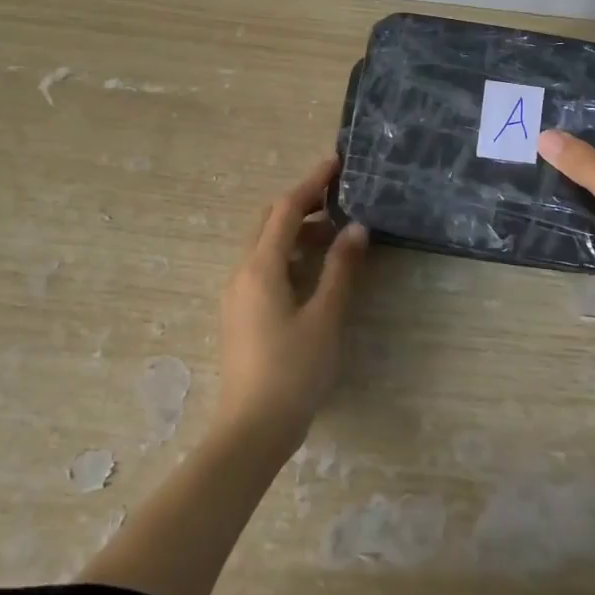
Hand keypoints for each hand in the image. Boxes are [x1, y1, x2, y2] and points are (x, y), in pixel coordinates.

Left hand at [214, 156, 368, 451]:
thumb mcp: (325, 317)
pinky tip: (313, 269)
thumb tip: (357, 228)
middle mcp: (242, 273)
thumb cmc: (293, 372)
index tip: (335, 163)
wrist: (251, 431)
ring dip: (296, 230)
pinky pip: (263, 267)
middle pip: (269, 221)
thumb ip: (341, 269)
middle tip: (338, 196)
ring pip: (265, 245)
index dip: (311, 183)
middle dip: (302, 203)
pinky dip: (288, 254)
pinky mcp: (240, 314)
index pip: (286, 209)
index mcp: (260, 267)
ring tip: (335, 233)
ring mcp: (237, 295)